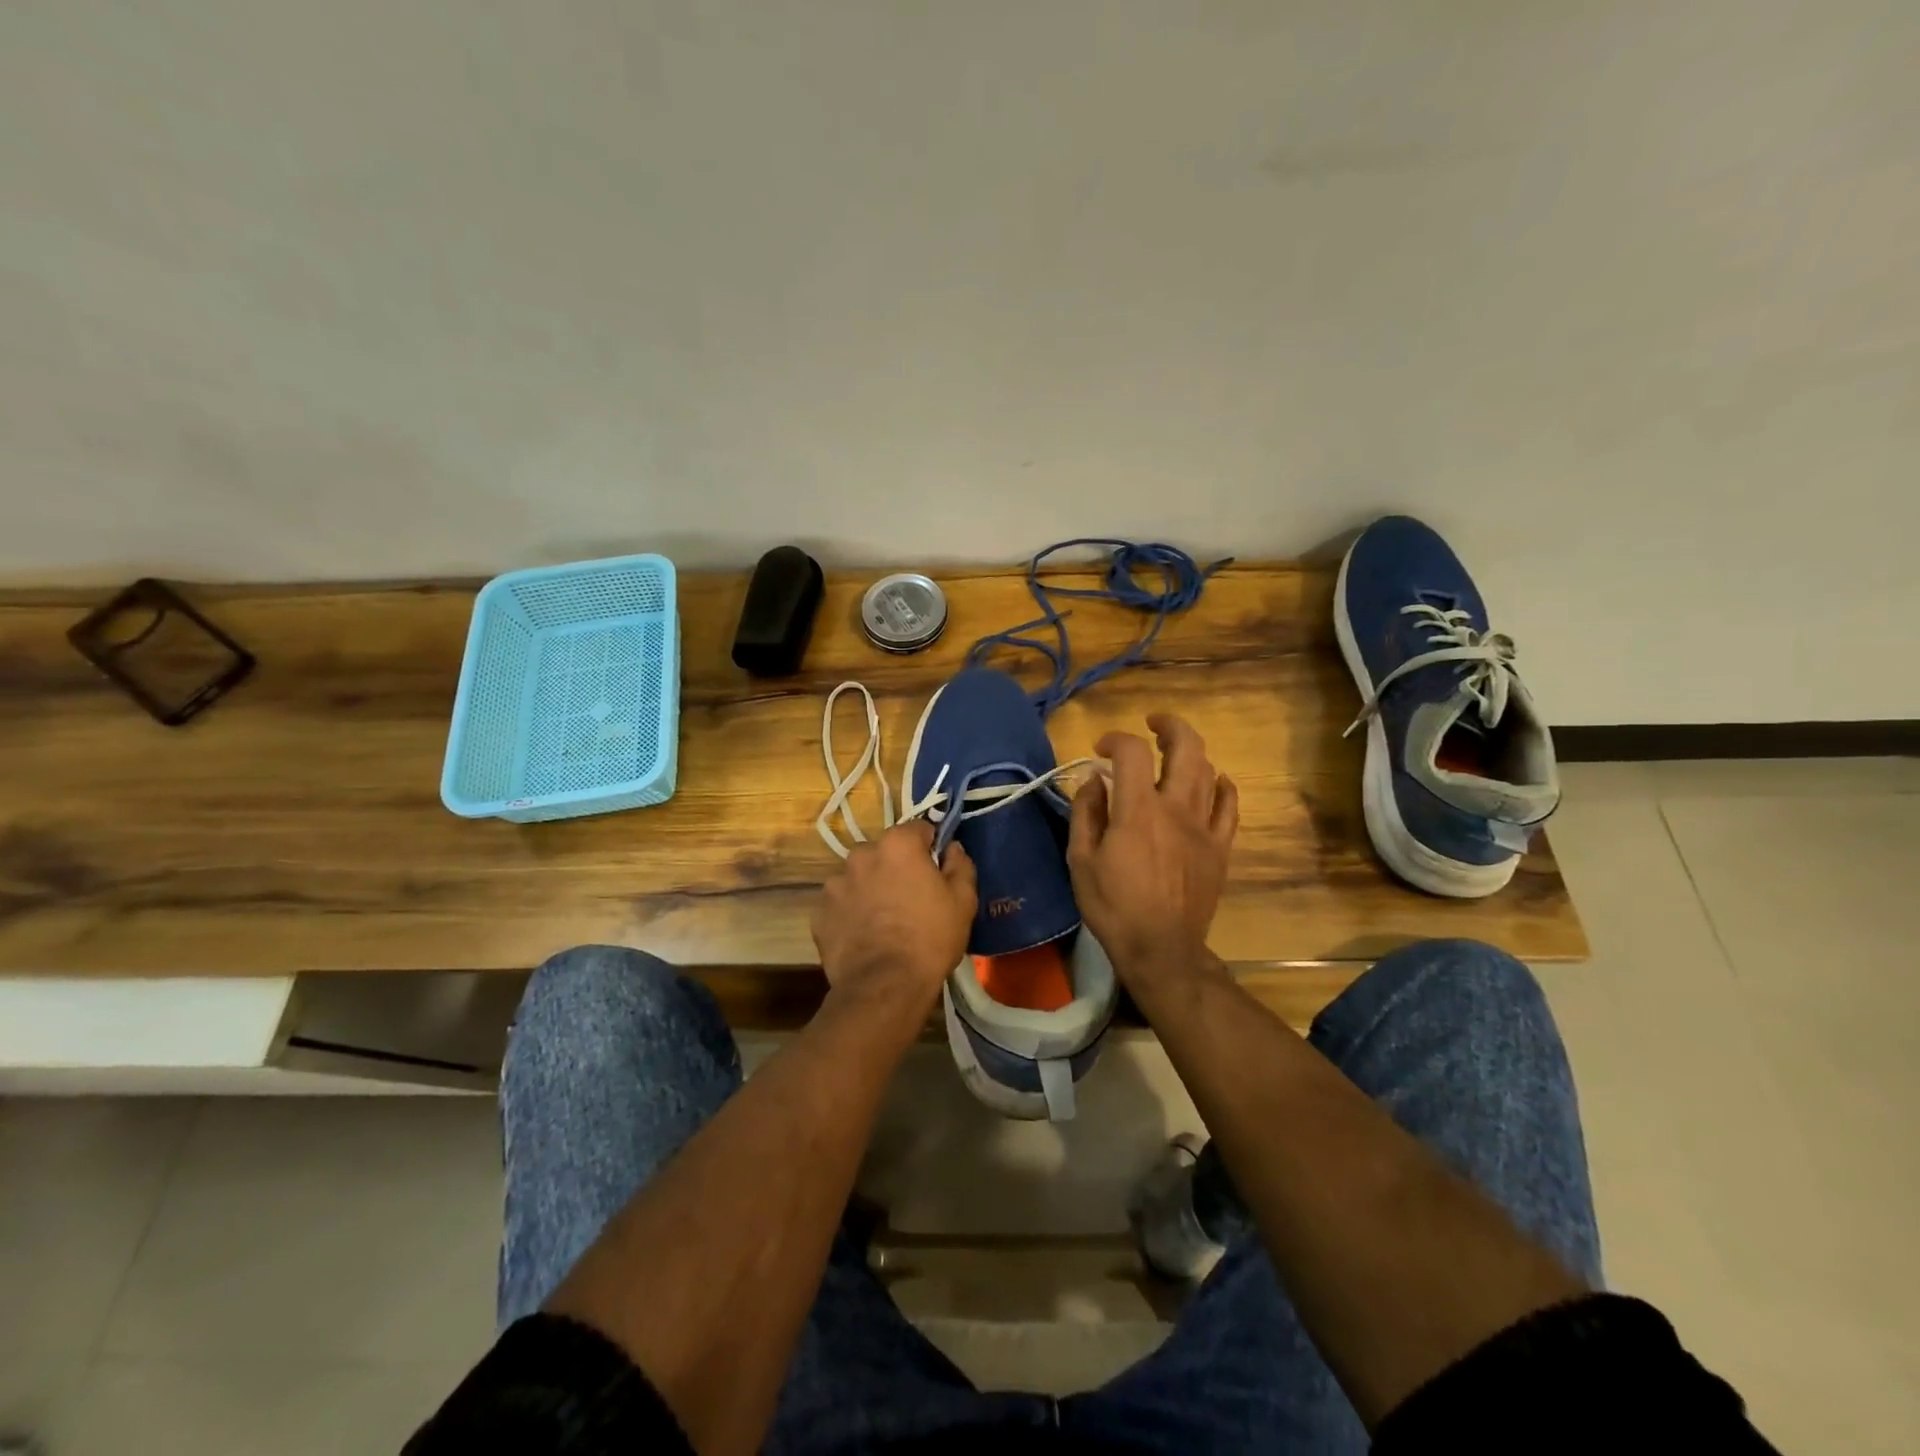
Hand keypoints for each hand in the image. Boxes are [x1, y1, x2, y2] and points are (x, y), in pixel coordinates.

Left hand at [812, 822, 976, 1009]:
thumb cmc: (930, 938)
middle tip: (911, 899)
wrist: (885, 986)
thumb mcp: (963, 901)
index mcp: (897, 844)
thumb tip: (952, 848)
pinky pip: (841, 905)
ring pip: (859, 878)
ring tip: (884, 921)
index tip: (937, 871)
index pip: (918, 829)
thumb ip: (960, 864)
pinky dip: (851, 913)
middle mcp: (861, 854)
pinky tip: (865, 937)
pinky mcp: (819, 913)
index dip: (931, 848)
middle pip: (884, 852)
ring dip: (870, 889)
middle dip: (896, 867)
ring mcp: (835, 883)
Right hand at [1067, 713, 1237, 986]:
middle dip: (1169, 726)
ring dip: (1190, 752)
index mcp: (1138, 810)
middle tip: (1152, 725)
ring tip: (1173, 754)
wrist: (1161, 949)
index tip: (1100, 750)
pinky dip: (1222, 786)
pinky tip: (1213, 782)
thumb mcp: (1081, 860)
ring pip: (1208, 770)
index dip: (1115, 739)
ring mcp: (1204, 826)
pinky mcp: (1220, 847)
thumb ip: (1086, 813)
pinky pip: (1229, 805)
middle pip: (1185, 747)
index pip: (1131, 752)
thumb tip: (1094, 780)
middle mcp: (1175, 807)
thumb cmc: (1113, 906)